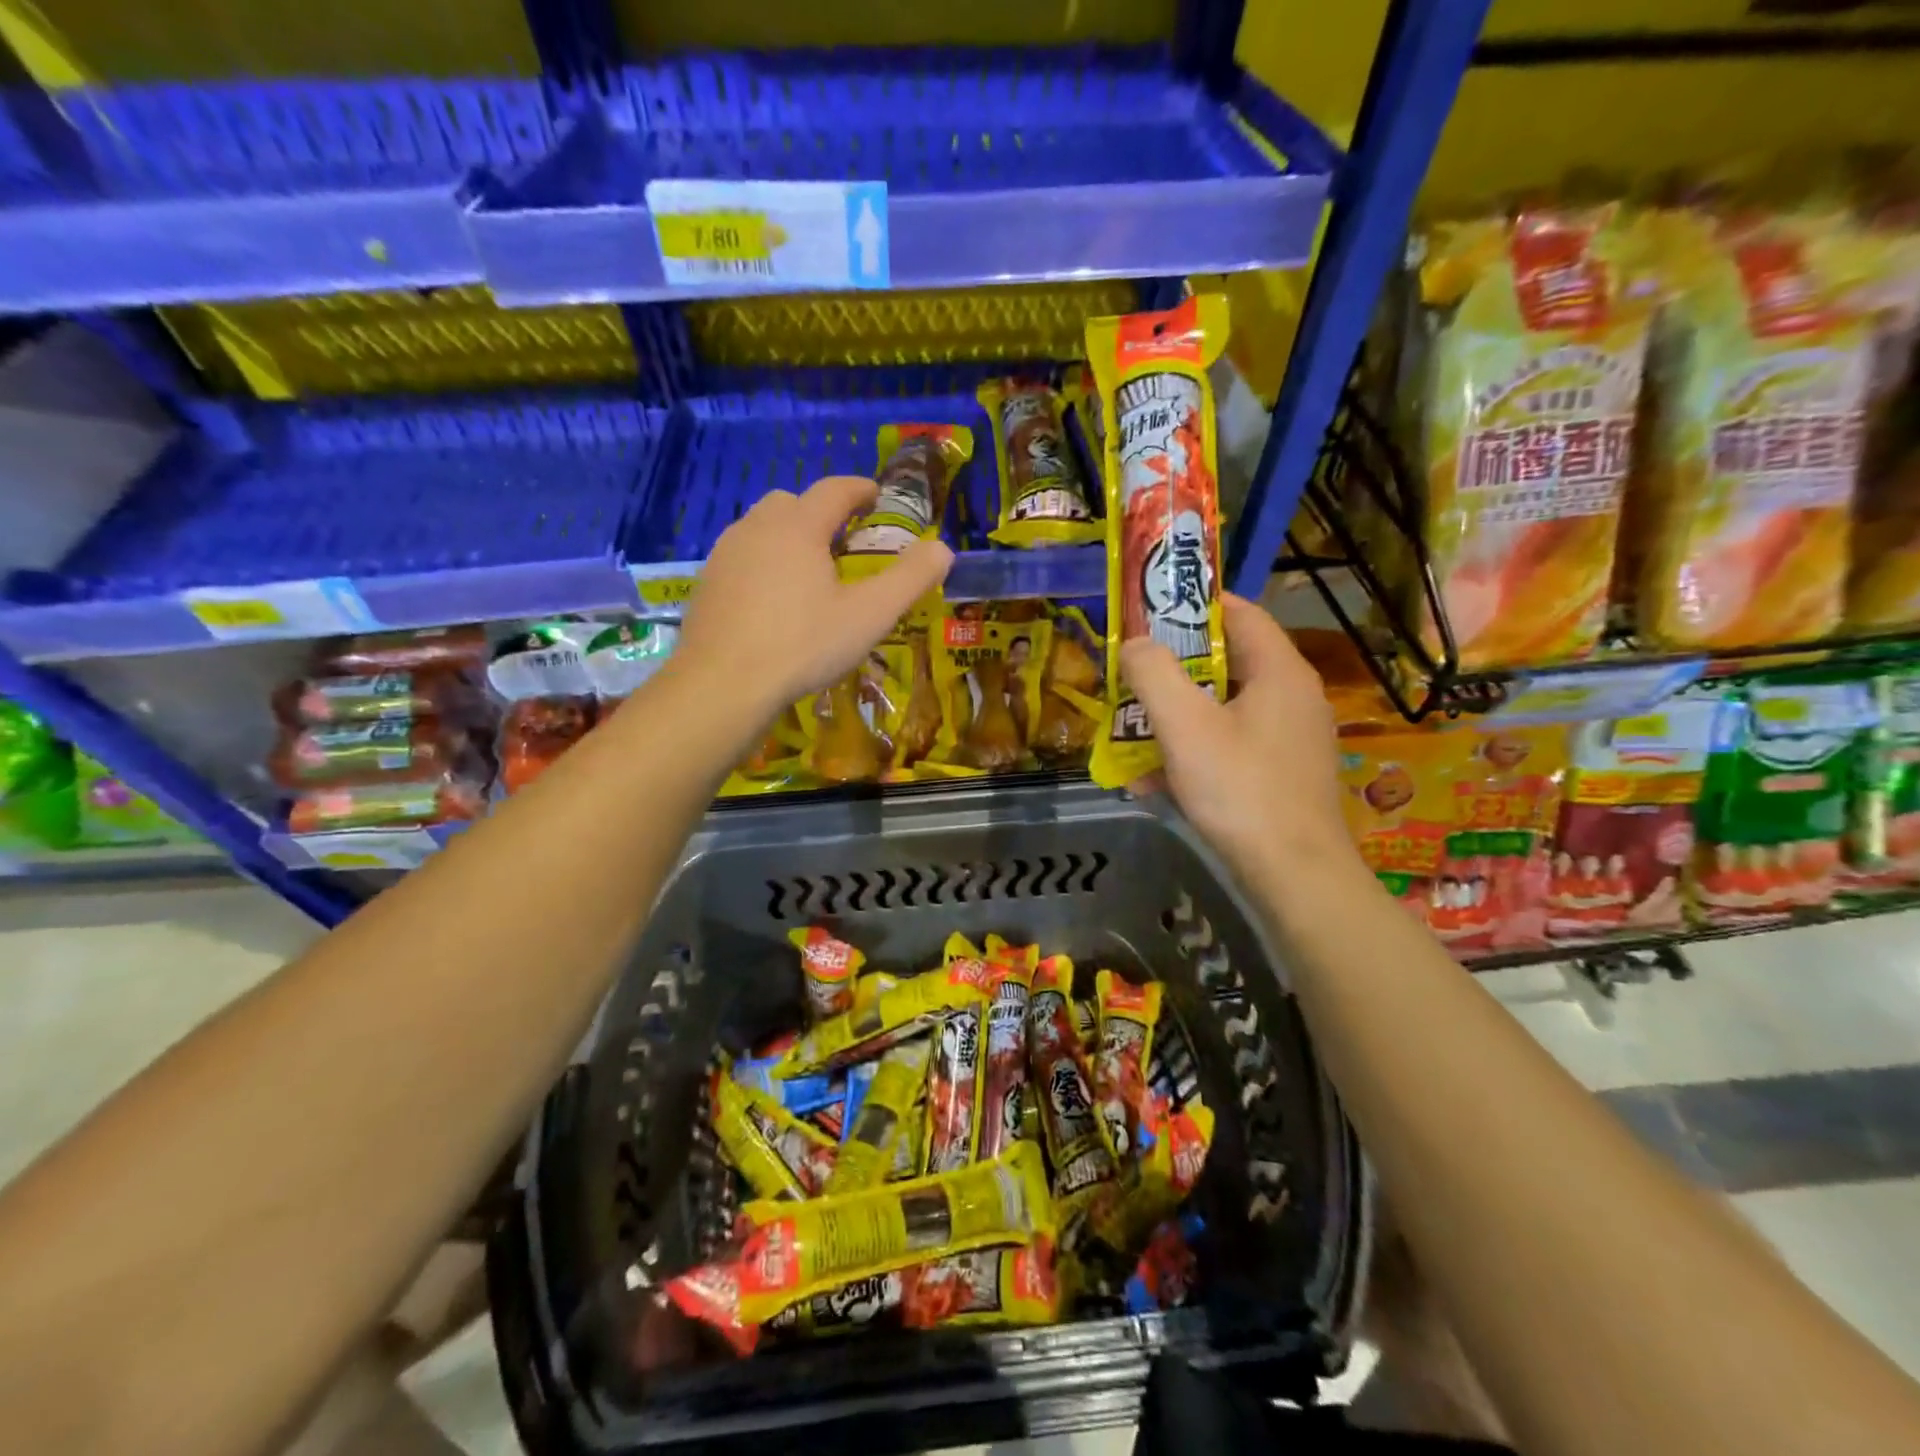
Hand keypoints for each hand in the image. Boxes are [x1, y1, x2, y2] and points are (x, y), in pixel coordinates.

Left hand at [677, 475, 953, 713]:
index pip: (834, 490)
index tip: (877, 497)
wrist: (722, 684)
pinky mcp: (706, 583)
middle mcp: (757, 528)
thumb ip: (910, 579)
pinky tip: (773, 601)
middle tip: (843, 541)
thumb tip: (943, 548)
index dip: (860, 489)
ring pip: (761, 528)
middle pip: (791, 502)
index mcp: (799, 527)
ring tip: (809, 571)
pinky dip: (763, 563)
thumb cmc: (803, 645)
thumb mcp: (869, 616)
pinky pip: (741, 557)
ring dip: (788, 536)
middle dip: (820, 512)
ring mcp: (725, 554)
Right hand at [1120, 593, 1356, 882]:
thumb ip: (1153, 675)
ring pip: (1223, 710)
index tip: (1148, 614)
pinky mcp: (1282, 773)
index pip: (1239, 613)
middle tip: (1130, 678)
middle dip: (1173, 671)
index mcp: (1279, 671)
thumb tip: (1134, 643)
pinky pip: (1230, 747)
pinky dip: (1193, 754)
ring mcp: (1290, 738)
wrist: (1294, 875)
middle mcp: (1292, 696)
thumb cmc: (1240, 789)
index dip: (1193, 606)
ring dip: (1176, 718)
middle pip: (1226, 663)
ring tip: (1131, 734)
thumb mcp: (1185, 726)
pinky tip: (1154, 783)